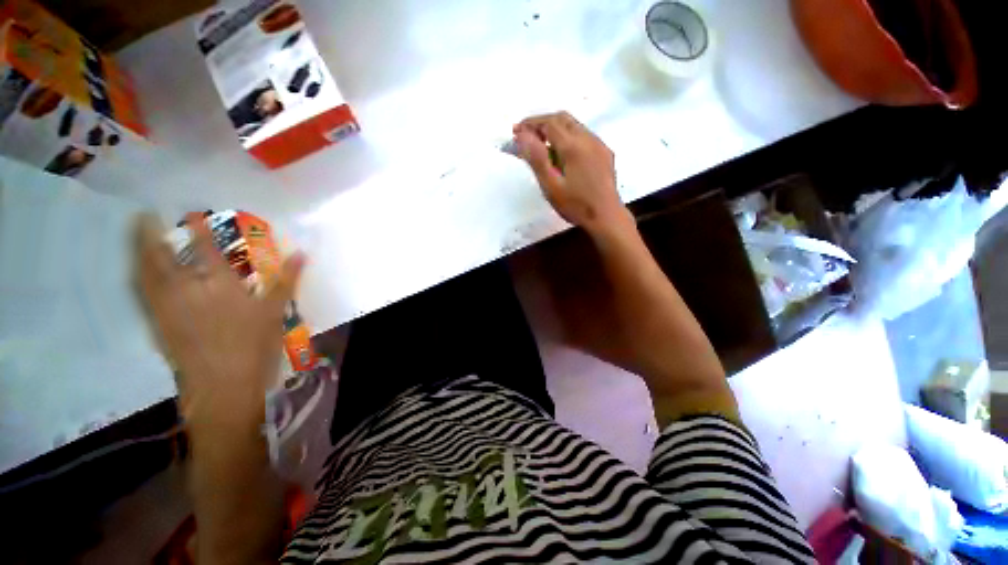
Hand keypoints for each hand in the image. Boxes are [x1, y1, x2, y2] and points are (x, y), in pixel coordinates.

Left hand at [135, 213, 304, 432]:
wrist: (223, 384)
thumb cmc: (255, 345)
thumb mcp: (275, 312)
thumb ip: (286, 281)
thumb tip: (302, 255)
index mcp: (220, 285)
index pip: (205, 248)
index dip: (197, 227)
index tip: (190, 212)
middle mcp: (187, 289)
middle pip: (161, 255)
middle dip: (149, 233)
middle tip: (144, 216)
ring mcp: (166, 306)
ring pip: (144, 272)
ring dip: (137, 251)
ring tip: (135, 237)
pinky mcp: (156, 322)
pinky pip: (141, 292)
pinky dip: (137, 276)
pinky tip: (138, 272)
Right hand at [513, 112, 631, 236]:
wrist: (607, 217)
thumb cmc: (576, 205)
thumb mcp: (551, 186)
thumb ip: (537, 159)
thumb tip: (522, 135)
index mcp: (573, 146)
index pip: (548, 123)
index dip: (530, 124)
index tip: (516, 131)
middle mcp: (588, 138)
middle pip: (562, 118)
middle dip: (542, 123)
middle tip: (527, 136)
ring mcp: (599, 144)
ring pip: (574, 125)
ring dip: (555, 129)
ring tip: (541, 145)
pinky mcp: (604, 153)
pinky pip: (584, 135)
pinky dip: (568, 137)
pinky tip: (562, 154)